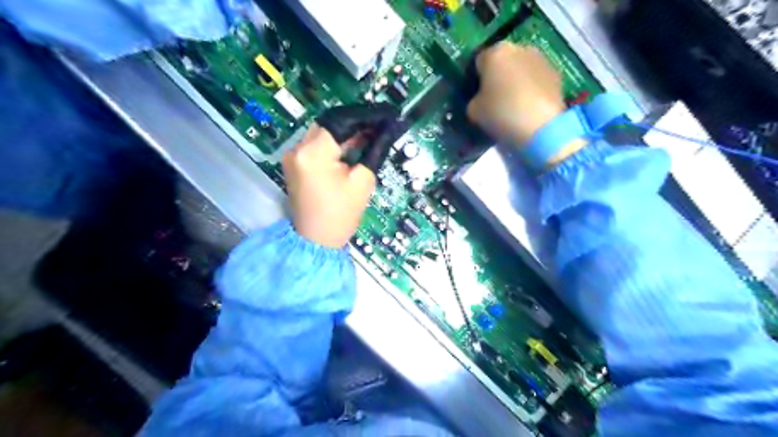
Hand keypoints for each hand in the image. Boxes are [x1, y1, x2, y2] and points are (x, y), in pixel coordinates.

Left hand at [283, 126, 376, 248]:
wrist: (316, 240)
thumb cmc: (341, 215)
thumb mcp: (362, 181)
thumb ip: (374, 150)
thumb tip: (387, 130)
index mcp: (313, 153)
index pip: (342, 121)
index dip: (366, 116)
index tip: (386, 115)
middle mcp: (297, 148)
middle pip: (330, 123)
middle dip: (356, 122)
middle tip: (380, 125)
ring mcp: (293, 155)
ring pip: (323, 131)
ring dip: (346, 132)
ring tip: (371, 134)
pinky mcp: (295, 162)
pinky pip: (317, 143)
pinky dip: (335, 142)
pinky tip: (353, 145)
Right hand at [465, 43, 562, 145]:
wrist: (541, 127)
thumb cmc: (501, 114)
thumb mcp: (474, 111)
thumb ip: (475, 100)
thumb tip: (480, 99)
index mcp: (495, 53)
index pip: (479, 62)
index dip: (476, 79)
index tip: (477, 95)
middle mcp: (519, 48)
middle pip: (503, 62)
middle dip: (498, 77)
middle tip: (495, 100)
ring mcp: (541, 59)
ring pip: (521, 68)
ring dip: (516, 81)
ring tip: (514, 105)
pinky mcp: (556, 73)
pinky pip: (536, 79)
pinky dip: (532, 89)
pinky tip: (529, 107)